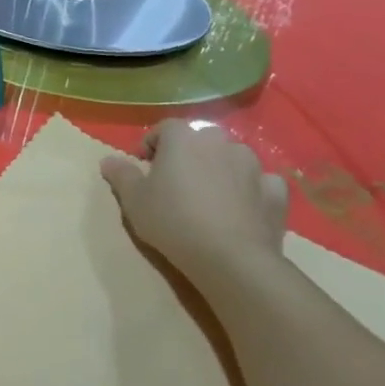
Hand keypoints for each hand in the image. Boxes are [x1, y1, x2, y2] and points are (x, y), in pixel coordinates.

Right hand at [100, 120, 288, 286]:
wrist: (230, 257)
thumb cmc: (172, 220)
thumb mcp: (133, 199)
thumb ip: (121, 174)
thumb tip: (108, 159)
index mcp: (183, 139)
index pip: (165, 128)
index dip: (152, 144)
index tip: (144, 167)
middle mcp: (220, 142)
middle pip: (200, 140)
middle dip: (188, 154)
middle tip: (176, 181)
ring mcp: (253, 165)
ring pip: (232, 158)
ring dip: (220, 169)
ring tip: (209, 197)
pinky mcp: (276, 191)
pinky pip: (260, 182)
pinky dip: (250, 189)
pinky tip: (242, 207)